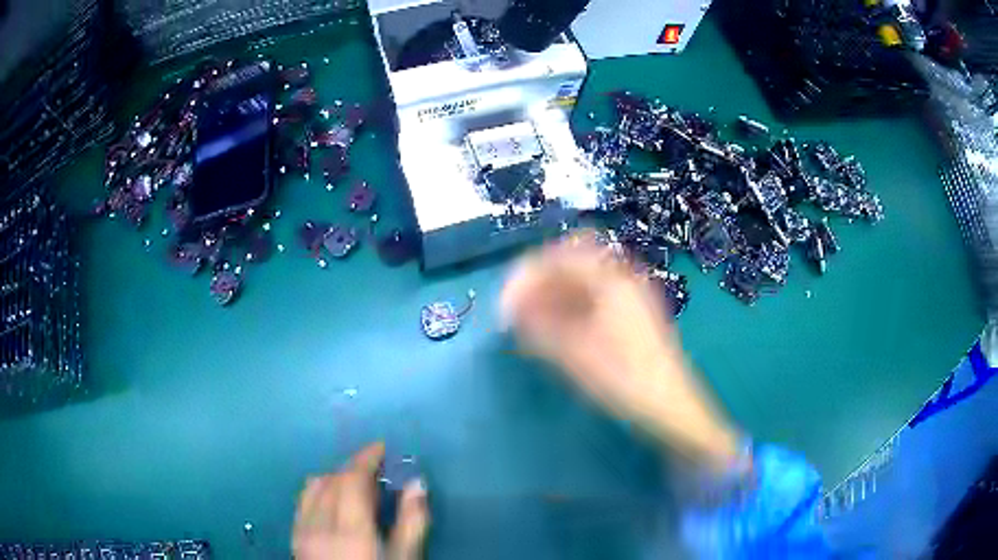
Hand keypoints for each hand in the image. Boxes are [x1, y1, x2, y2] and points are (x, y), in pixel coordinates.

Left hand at [293, 443, 429, 559]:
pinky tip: (332, 504)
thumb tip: (417, 483)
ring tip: (355, 486)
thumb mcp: (406, 558)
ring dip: (334, 478)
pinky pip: (302, 502)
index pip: (351, 478)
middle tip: (377, 472)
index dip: (365, 457)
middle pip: (331, 480)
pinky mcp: (295, 539)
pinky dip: (318, 492)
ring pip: (313, 487)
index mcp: (350, 528)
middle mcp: (320, 523)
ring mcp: (303, 531)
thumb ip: (412, 521)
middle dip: (354, 468)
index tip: (381, 447)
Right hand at [501, 233, 742, 471]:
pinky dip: (569, 309)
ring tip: (531, 324)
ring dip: (553, 295)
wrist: (670, 407)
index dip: (528, 274)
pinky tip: (556, 331)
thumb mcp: (575, 354)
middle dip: (539, 282)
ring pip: (582, 283)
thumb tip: (511, 307)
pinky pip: (593, 300)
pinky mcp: (631, 317)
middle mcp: (623, 279)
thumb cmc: (624, 379)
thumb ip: (539, 325)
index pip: (560, 257)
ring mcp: (630, 298)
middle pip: (572, 264)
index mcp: (612, 280)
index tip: (507, 303)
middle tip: (517, 311)